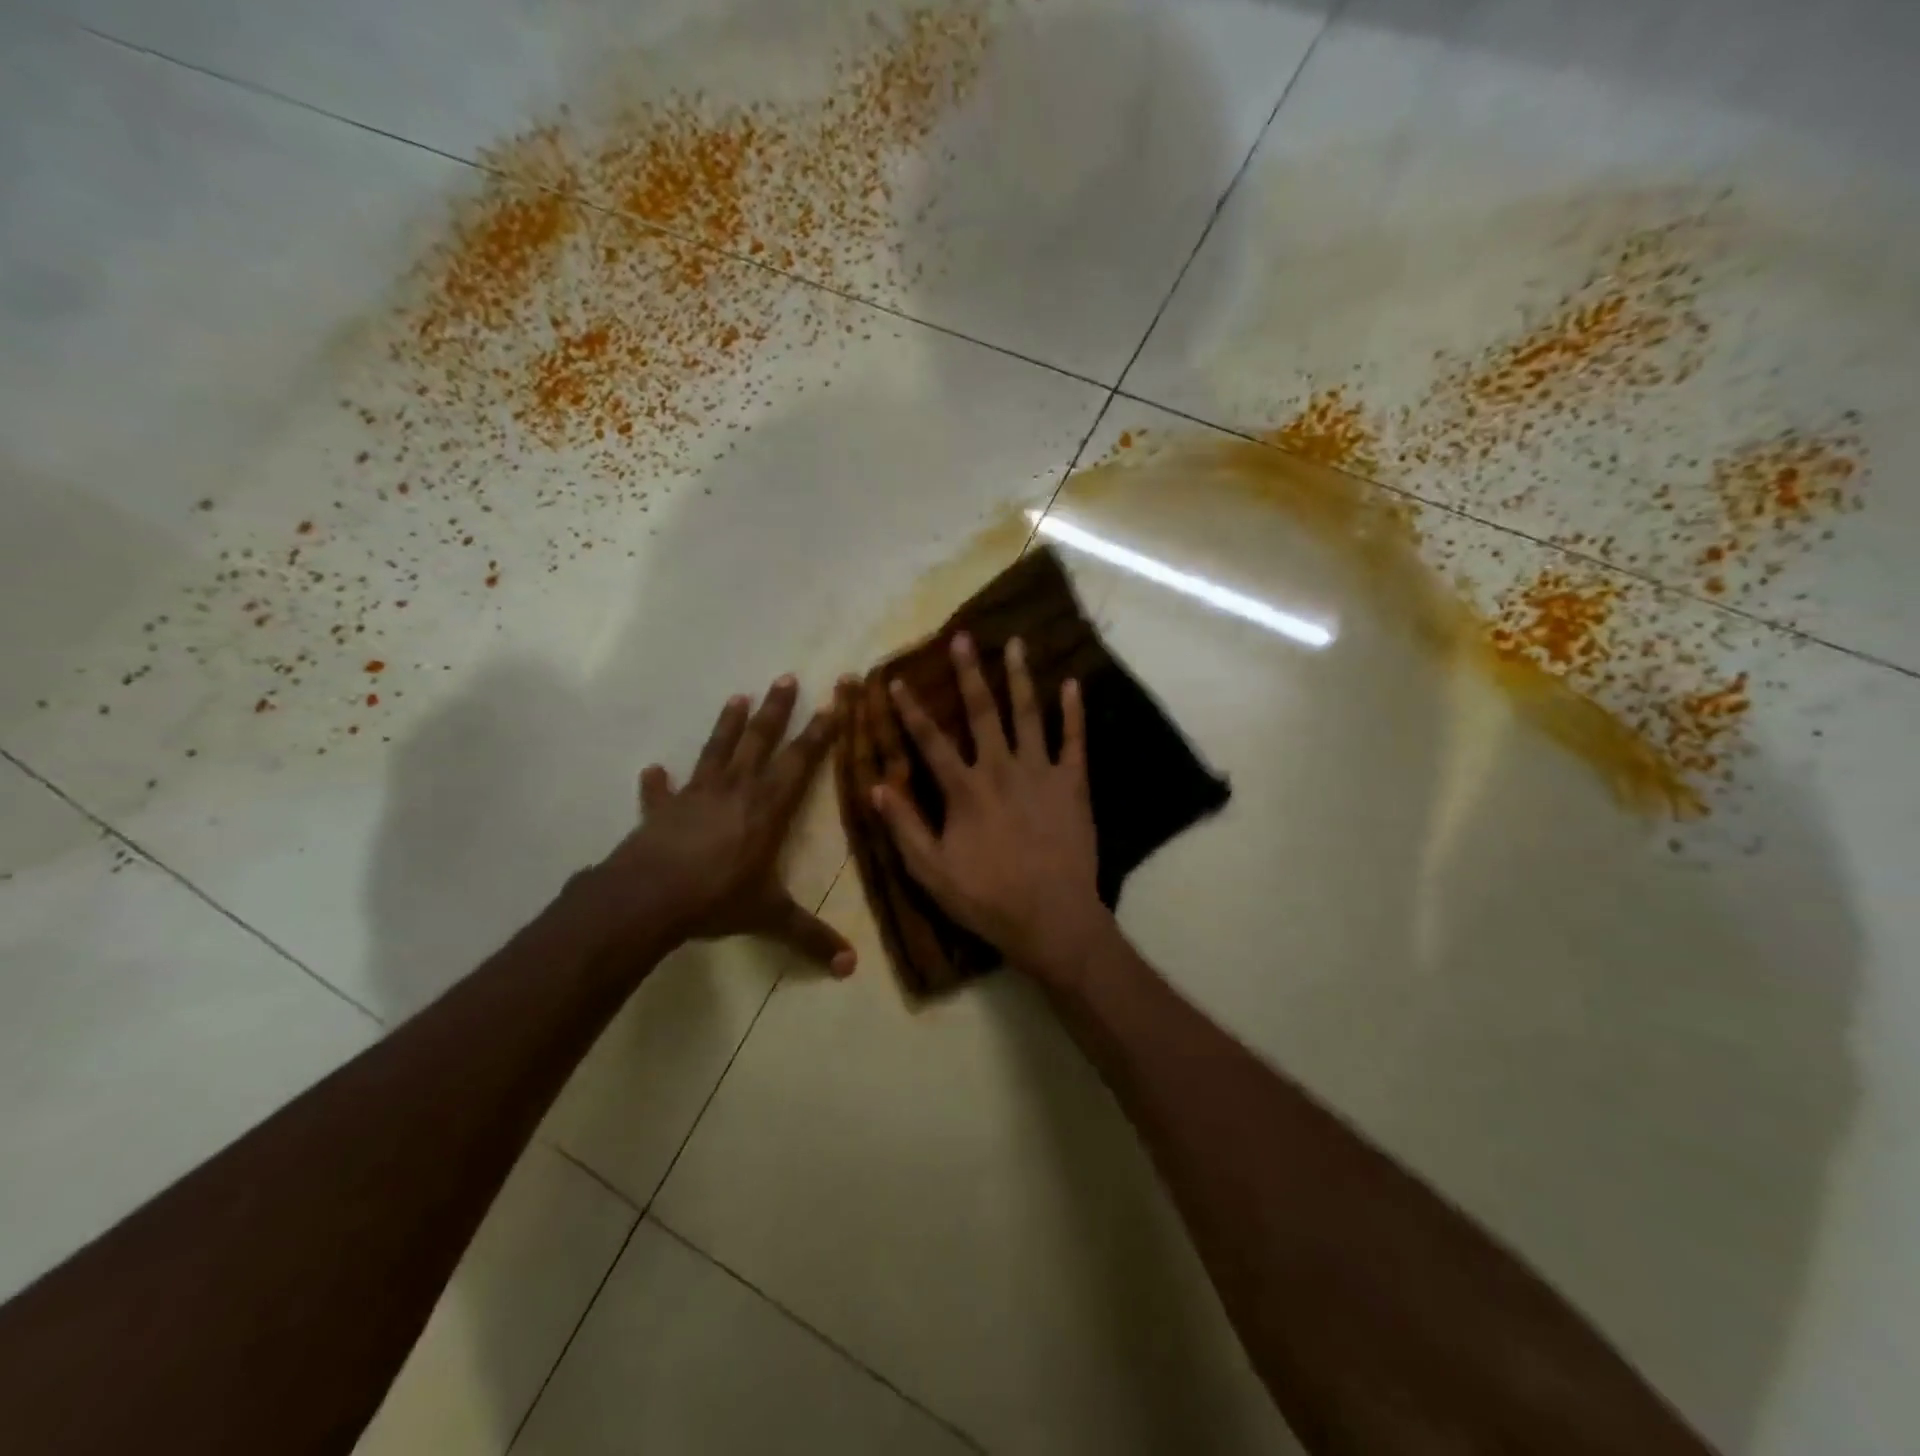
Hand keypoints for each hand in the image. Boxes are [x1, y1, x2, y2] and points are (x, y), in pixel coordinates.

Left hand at [596, 676, 854, 975]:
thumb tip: (851, 969)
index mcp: (767, 807)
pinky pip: (660, 793)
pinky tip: (652, 770)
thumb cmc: (716, 899)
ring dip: (728, 725)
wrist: (647, 899)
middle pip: (760, 741)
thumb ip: (809, 937)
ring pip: (716, 751)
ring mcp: (695, 796)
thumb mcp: (769, 917)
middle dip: (777, 710)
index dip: (820, 730)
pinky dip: (656, 784)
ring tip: (737, 696)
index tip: (835, 699)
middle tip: (786, 677)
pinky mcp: (661, 812)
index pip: (800, 760)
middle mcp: (735, 790)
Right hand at [870, 632, 1111, 989]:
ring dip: (1020, 677)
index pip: (931, 741)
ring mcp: (1041, 773)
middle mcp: (1001, 770)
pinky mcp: (1073, 785)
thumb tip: (878, 785)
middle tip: (963, 638)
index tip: (897, 680)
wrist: (1052, 918)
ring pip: (1028, 715)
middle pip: (982, 712)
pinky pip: (1074, 741)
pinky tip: (1071, 684)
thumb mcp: (931, 872)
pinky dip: (1073, 712)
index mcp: (965, 790)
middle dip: (969, 673)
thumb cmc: (987, 898)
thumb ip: (905, 826)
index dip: (911, 710)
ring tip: (1016, 643)